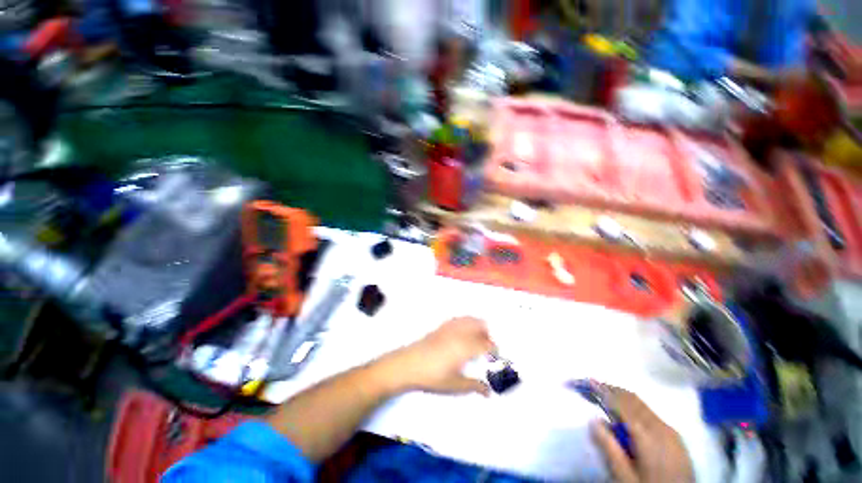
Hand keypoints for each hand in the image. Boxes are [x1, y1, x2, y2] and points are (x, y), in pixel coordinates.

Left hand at [376, 317, 496, 395]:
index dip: (494, 349)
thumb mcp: (455, 385)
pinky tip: (463, 332)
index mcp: (466, 347)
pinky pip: (459, 319)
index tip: (496, 356)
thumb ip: (474, 386)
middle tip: (487, 348)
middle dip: (487, 335)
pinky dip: (466, 322)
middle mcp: (460, 333)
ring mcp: (450, 327)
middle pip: (480, 326)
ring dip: (477, 326)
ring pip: (470, 319)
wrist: (409, 364)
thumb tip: (488, 391)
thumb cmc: (433, 376)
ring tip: (477, 338)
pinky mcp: (442, 326)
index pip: (486, 344)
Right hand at [591, 385, 693, 482]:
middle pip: (630, 398)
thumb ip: (609, 449)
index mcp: (647, 434)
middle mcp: (660, 426)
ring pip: (640, 404)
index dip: (598, 388)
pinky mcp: (675, 438)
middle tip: (586, 385)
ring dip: (619, 396)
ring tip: (601, 395)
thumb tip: (593, 419)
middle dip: (607, 388)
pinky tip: (624, 414)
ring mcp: (671, 431)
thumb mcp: (624, 478)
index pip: (618, 401)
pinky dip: (632, 406)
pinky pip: (649, 413)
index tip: (580, 380)